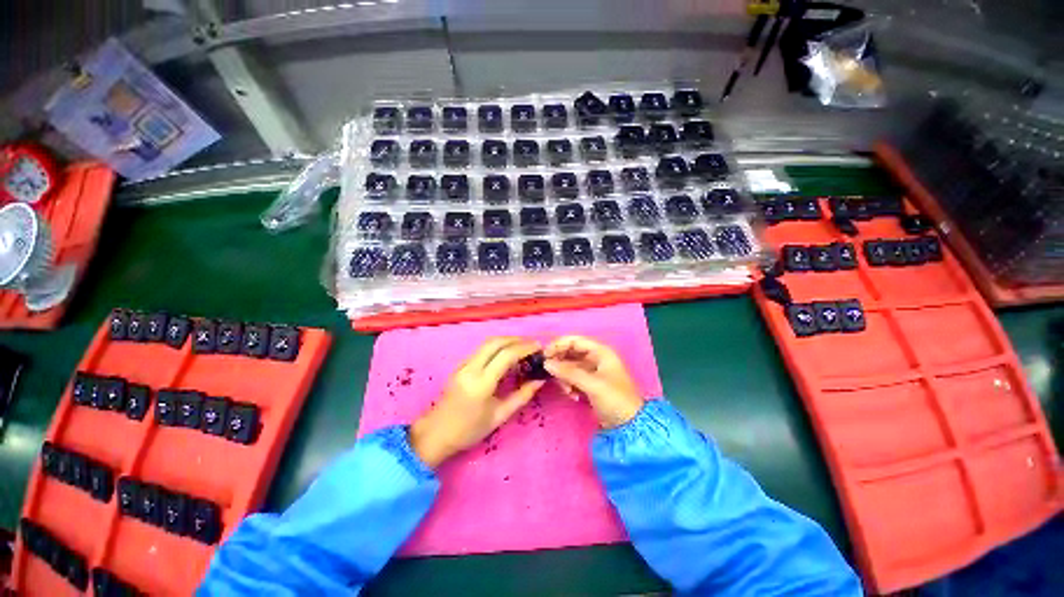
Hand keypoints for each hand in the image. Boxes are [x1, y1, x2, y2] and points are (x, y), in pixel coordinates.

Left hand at [410, 337, 544, 467]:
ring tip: (523, 347)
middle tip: (533, 344)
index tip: (539, 347)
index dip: (525, 347)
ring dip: (507, 340)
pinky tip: (507, 354)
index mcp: (481, 383)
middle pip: (495, 342)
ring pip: (487, 343)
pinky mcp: (460, 364)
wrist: (436, 433)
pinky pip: (482, 349)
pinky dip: (498, 346)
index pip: (506, 355)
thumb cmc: (469, 430)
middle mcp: (471, 368)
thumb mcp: (499, 416)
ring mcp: (463, 364)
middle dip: (517, 339)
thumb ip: (521, 396)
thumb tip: (540, 380)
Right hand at [543, 335, 644, 428]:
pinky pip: (573, 378)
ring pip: (570, 366)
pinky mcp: (589, 383)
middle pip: (571, 353)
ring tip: (567, 390)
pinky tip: (572, 395)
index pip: (575, 340)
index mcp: (601, 352)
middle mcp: (596, 358)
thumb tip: (546, 363)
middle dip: (560, 363)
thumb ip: (568, 372)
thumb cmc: (614, 399)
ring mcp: (592, 371)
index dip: (559, 345)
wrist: (629, 426)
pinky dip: (569, 384)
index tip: (545, 355)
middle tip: (551, 374)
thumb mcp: (591, 384)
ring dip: (564, 377)